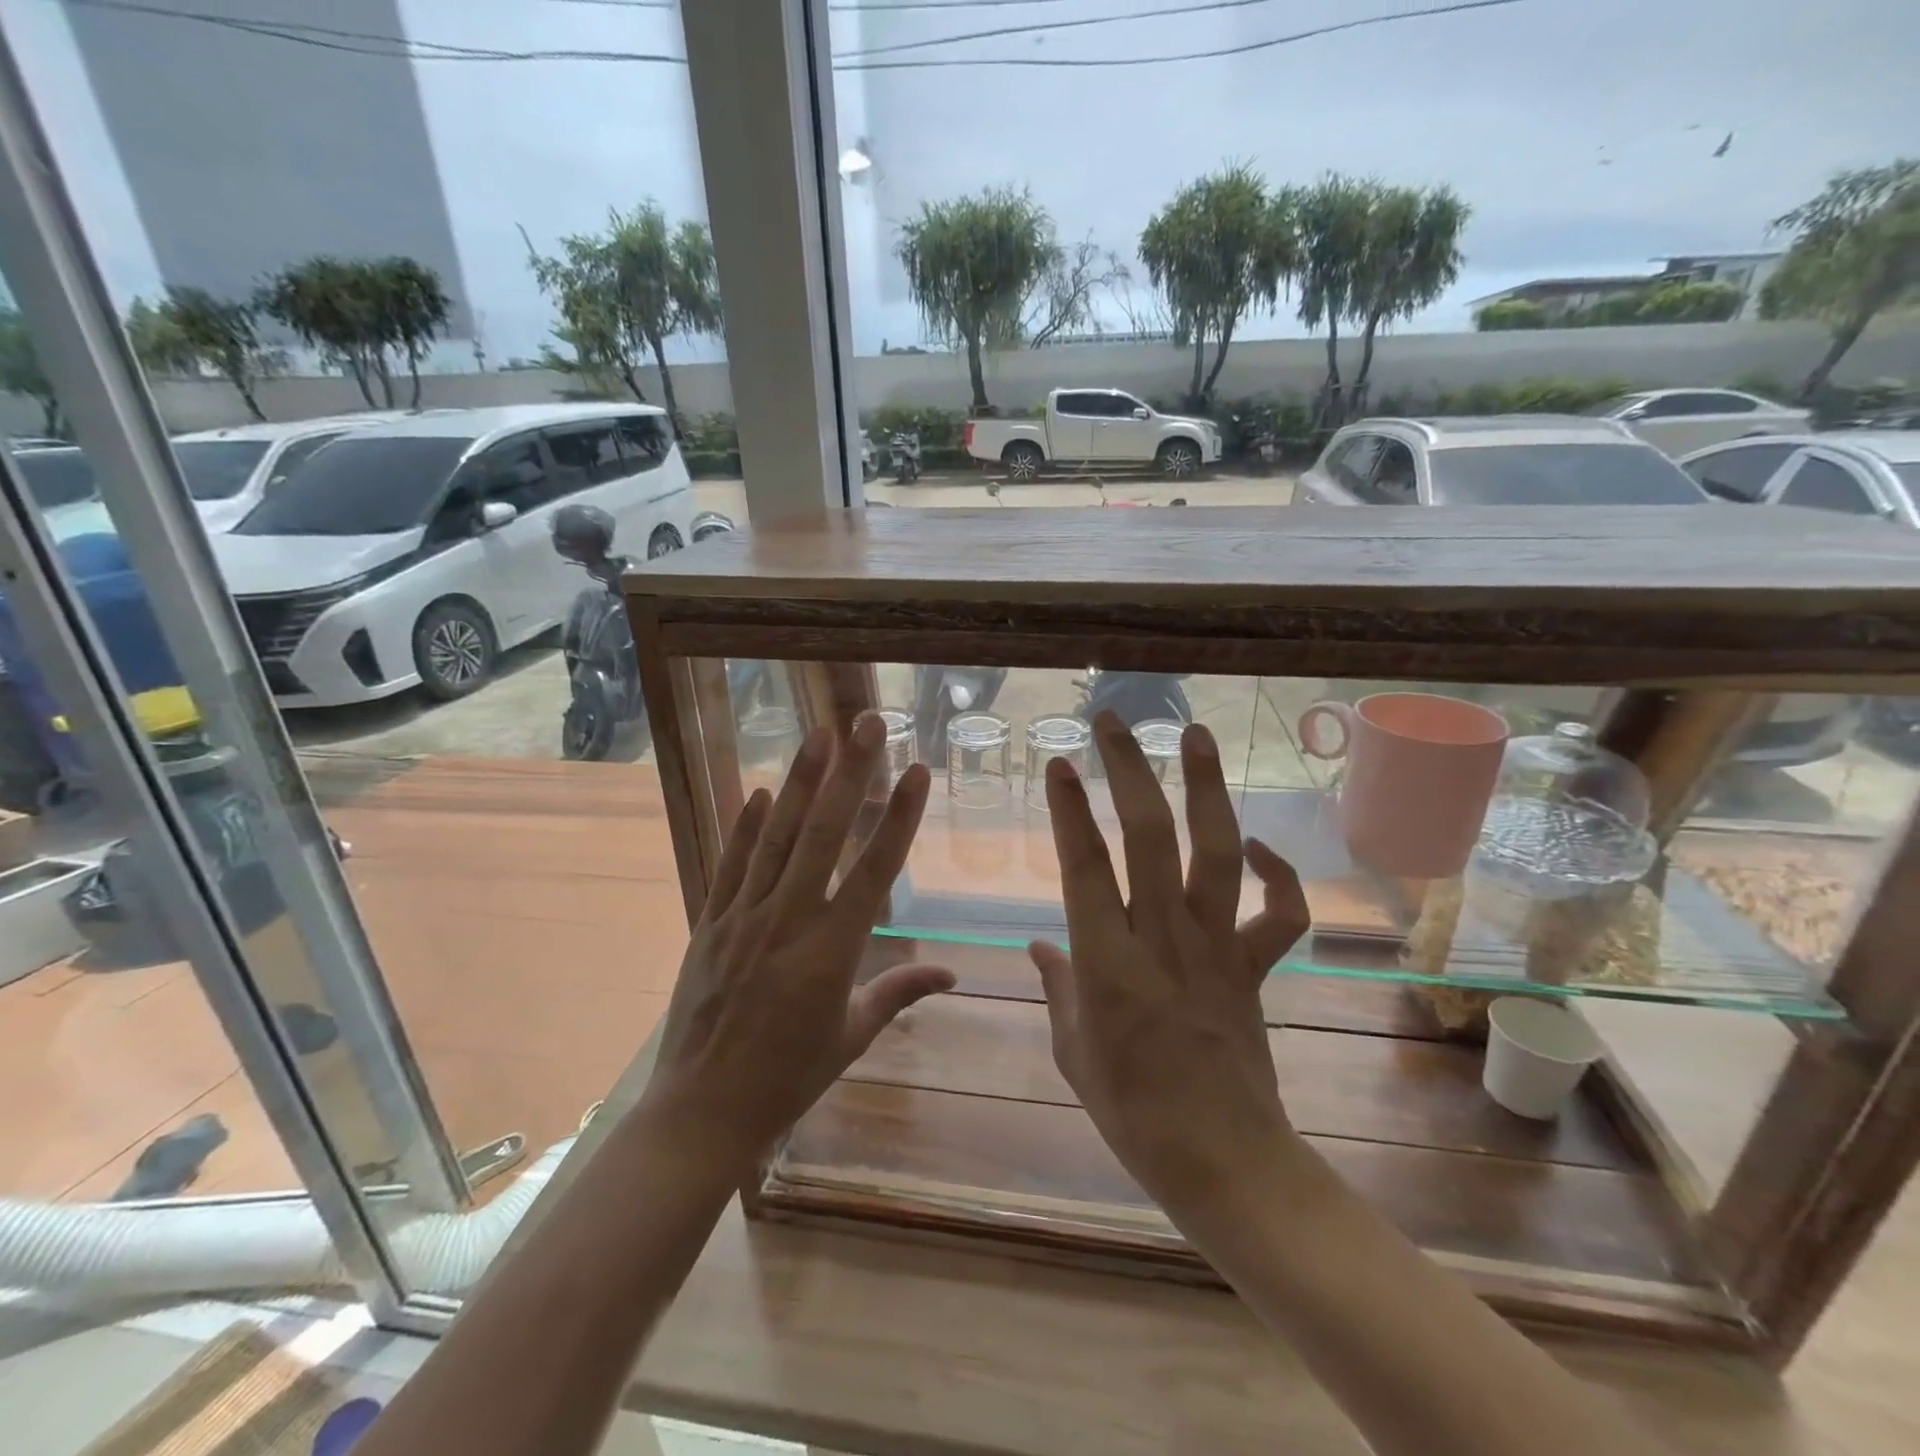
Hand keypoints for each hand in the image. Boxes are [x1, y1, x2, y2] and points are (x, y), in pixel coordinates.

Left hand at [645, 713, 953, 1168]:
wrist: (702, 1112)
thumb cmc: (788, 1077)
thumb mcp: (852, 1036)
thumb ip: (899, 993)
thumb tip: (952, 974)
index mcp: (833, 950)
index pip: (876, 869)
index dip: (900, 816)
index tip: (917, 771)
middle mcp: (789, 920)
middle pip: (825, 834)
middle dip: (850, 773)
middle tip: (867, 723)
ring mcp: (743, 918)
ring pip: (776, 837)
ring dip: (801, 783)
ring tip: (819, 736)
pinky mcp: (709, 924)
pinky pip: (730, 866)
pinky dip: (746, 827)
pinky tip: (762, 791)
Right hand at [1030, 712, 1310, 1225]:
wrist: (1225, 1162)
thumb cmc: (1131, 1111)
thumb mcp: (1072, 1051)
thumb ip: (1056, 986)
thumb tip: (1039, 944)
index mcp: (1108, 964)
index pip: (1084, 867)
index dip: (1070, 809)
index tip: (1059, 762)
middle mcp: (1163, 940)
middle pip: (1149, 837)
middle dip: (1129, 771)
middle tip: (1114, 722)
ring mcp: (1217, 948)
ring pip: (1215, 853)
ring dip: (1206, 789)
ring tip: (1195, 737)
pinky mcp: (1254, 966)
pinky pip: (1281, 912)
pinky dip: (1277, 873)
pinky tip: (1255, 845)